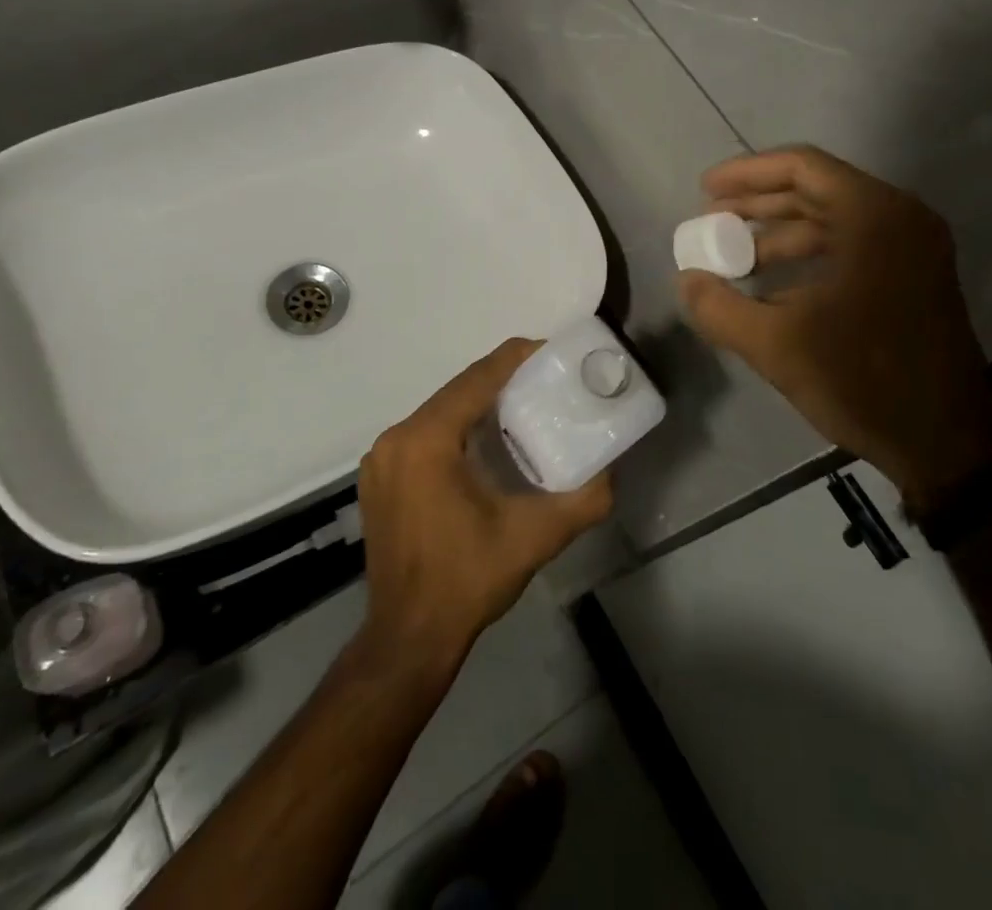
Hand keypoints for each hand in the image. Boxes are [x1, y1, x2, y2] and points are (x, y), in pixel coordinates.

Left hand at [356, 340, 613, 669]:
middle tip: (544, 381)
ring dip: (478, 404)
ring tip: (522, 406)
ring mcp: (381, 459)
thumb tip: (612, 472)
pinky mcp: (379, 478)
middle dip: (501, 380)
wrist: (408, 639)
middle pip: (457, 390)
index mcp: (427, 440)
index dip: (516, 358)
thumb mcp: (534, 538)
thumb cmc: (468, 581)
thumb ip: (583, 500)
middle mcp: (396, 438)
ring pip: (439, 411)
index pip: (477, 378)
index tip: (551, 352)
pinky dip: (455, 427)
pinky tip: (484, 443)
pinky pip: (424, 434)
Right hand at [677, 146, 991, 513]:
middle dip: (758, 203)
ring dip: (780, 234)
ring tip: (732, 257)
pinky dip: (808, 257)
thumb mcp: (776, 345)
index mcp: (874, 216)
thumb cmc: (863, 381)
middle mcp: (900, 218)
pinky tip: (771, 285)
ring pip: (833, 220)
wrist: (947, 445)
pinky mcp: (915, 277)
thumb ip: (719, 307)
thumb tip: (688, 280)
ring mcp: (914, 248)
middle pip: (816, 189)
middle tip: (710, 219)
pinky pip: (851, 247)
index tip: (705, 191)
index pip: (802, 166)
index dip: (747, 173)